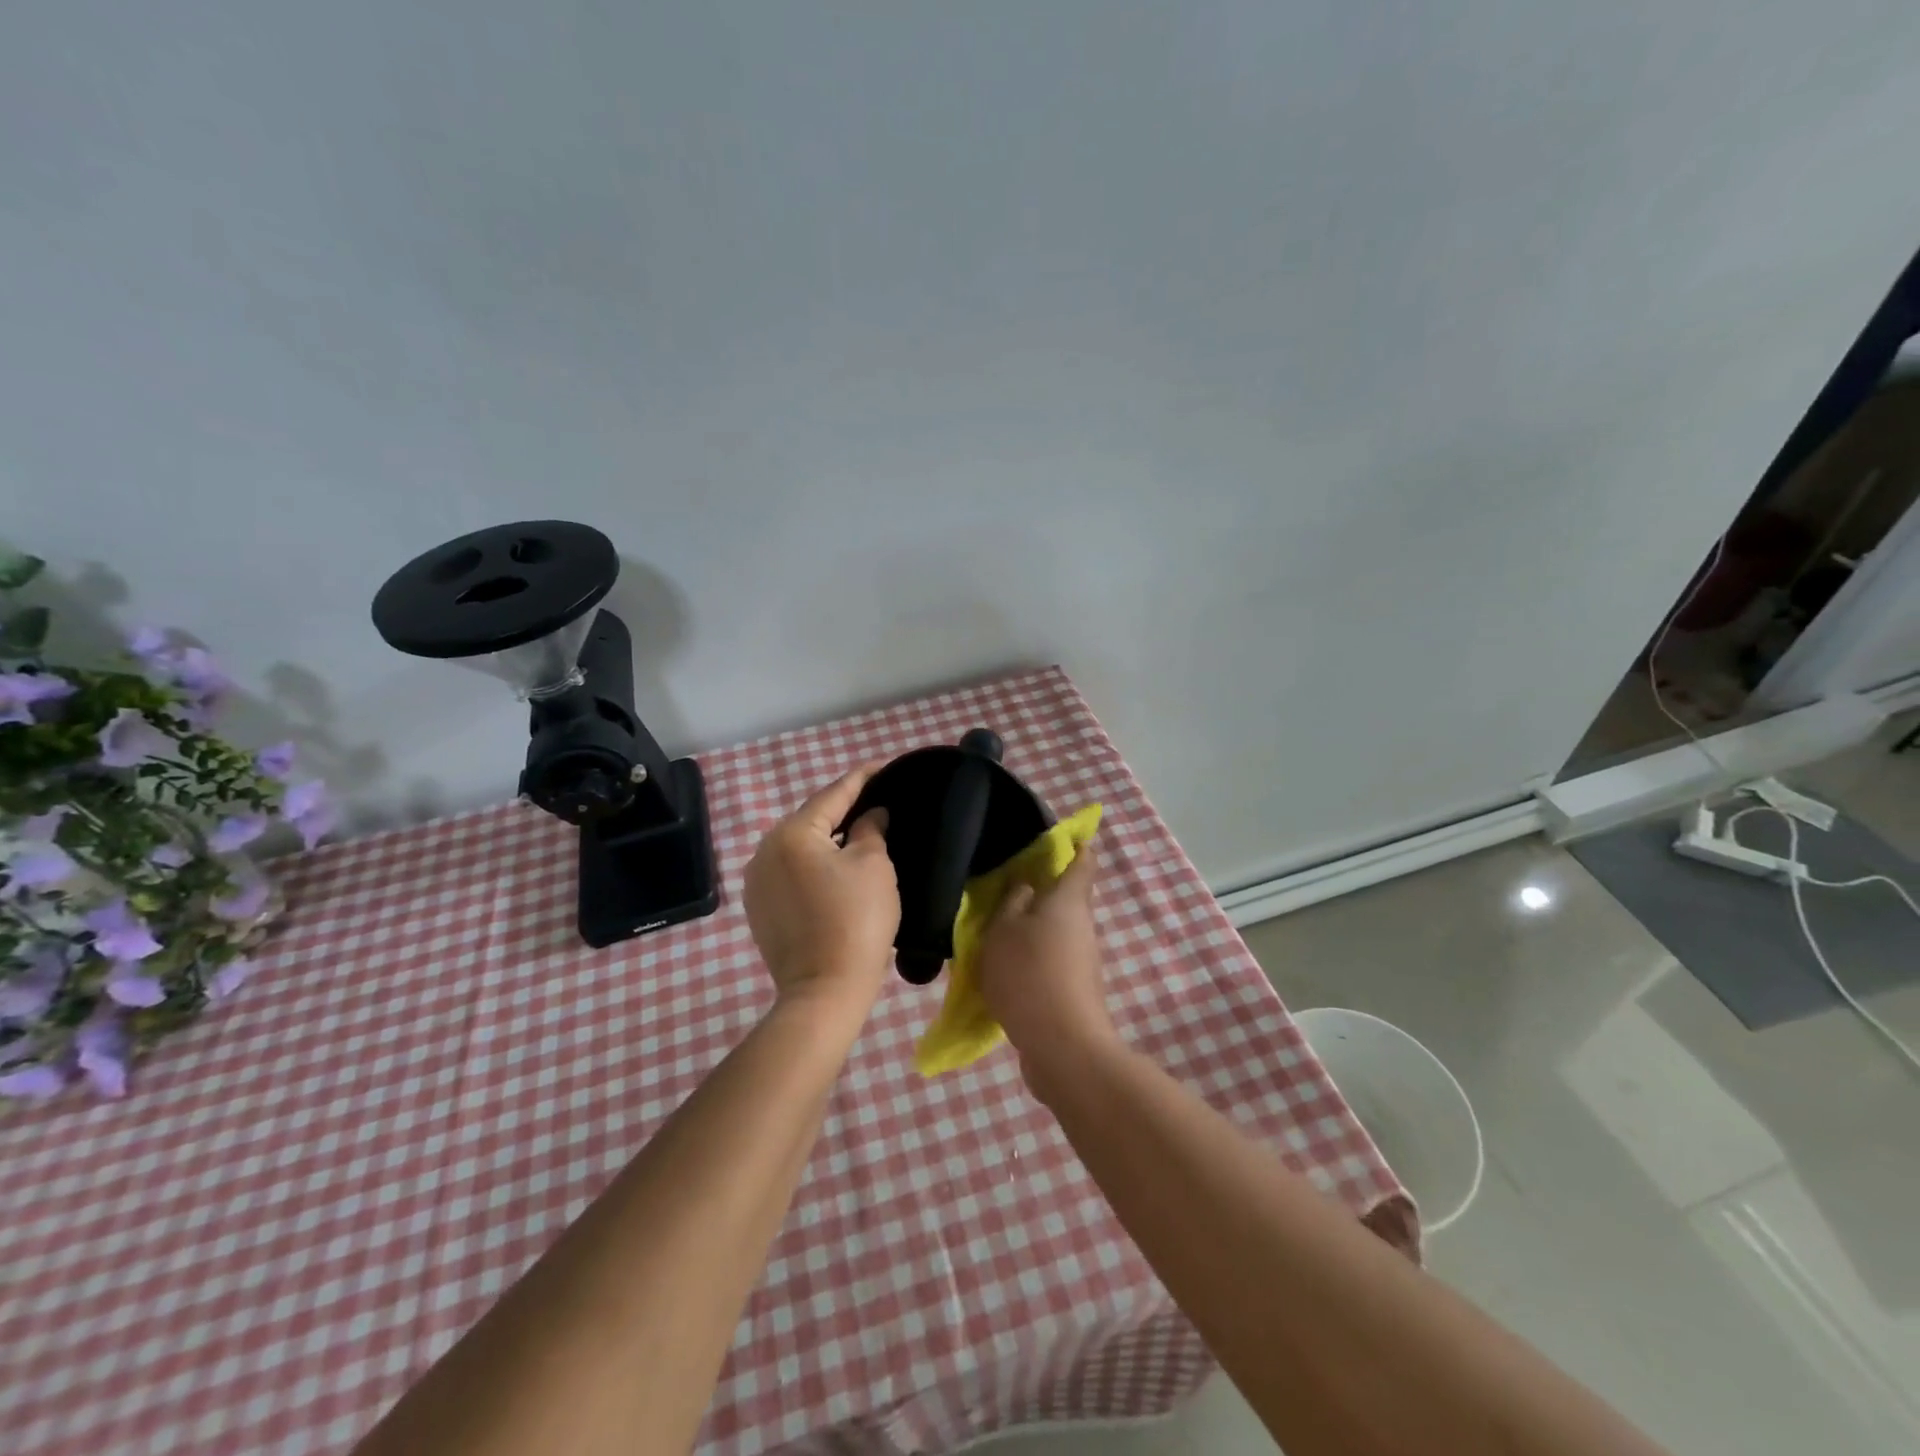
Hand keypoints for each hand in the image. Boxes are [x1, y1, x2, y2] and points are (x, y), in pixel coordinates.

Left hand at [743, 767, 898, 1020]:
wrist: (825, 991)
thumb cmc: (856, 920)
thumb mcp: (874, 866)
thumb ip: (870, 829)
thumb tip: (870, 815)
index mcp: (792, 833)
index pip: (833, 794)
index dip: (862, 778)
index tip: (883, 766)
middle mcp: (764, 850)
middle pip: (811, 819)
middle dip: (843, 810)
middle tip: (876, 803)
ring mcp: (756, 881)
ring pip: (799, 847)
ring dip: (827, 839)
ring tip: (859, 834)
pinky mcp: (759, 908)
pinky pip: (790, 872)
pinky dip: (813, 865)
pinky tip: (835, 870)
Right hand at [975, 845, 1116, 1095]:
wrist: (1063, 1048)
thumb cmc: (1029, 975)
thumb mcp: (1003, 931)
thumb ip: (1010, 904)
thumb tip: (1025, 887)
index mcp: (1069, 900)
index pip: (1082, 860)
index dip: (1073, 844)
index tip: (1056, 837)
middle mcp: (1082, 926)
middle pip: (1065, 898)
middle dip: (1038, 892)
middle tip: (1002, 889)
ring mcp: (1082, 962)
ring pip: (1054, 933)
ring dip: (1030, 931)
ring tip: (993, 934)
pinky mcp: (1074, 992)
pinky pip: (1050, 963)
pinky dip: (1030, 961)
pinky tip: (1002, 972)